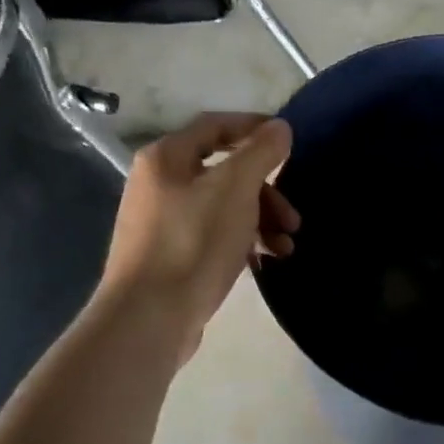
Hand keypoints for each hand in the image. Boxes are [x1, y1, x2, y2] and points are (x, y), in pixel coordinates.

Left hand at [98, 113, 297, 358]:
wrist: (150, 317)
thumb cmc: (193, 243)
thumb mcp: (235, 190)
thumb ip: (260, 153)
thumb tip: (280, 127)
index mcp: (166, 157)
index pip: (215, 126)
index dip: (254, 128)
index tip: (289, 142)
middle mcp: (158, 183)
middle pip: (224, 172)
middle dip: (266, 192)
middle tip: (293, 219)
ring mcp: (161, 222)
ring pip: (222, 208)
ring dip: (260, 221)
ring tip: (285, 248)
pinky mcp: (170, 256)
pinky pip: (213, 236)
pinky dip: (241, 242)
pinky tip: (262, 262)